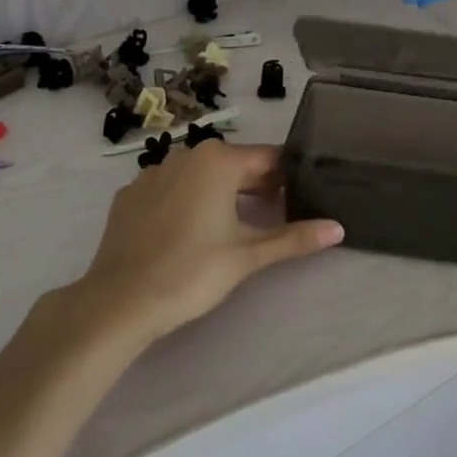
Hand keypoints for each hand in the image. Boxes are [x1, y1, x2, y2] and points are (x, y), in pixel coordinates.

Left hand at [71, 141, 342, 345]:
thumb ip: (294, 238)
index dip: (288, 178)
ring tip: (236, 226)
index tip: (302, 198)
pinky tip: (190, 233)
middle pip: (234, 165)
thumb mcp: (248, 255)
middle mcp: (185, 154)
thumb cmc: (191, 272)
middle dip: (257, 186)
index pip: (268, 159)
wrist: (118, 302)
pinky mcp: (130, 196)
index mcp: (218, 160)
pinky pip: (170, 189)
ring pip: (200, 176)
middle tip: (276, 216)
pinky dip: (187, 202)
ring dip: (222, 193)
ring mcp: (152, 173)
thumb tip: (338, 229)